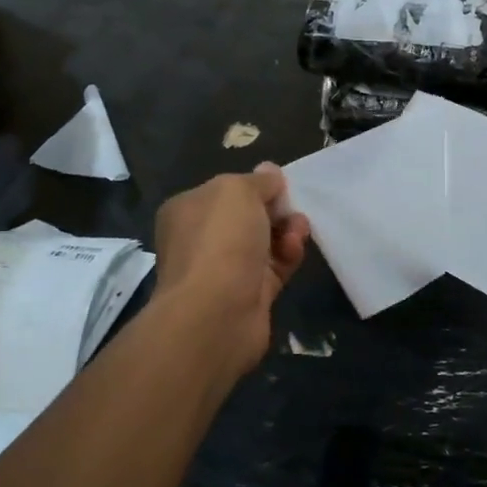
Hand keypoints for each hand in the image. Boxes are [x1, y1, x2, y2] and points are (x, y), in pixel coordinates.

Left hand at [153, 164, 311, 378]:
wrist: (216, 313)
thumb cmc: (220, 240)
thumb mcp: (238, 191)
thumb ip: (258, 181)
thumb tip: (270, 173)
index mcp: (187, 210)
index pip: (224, 190)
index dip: (254, 185)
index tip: (279, 185)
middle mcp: (201, 240)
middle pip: (246, 217)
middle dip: (274, 209)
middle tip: (293, 207)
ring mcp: (224, 270)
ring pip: (264, 243)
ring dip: (286, 231)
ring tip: (299, 229)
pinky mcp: (248, 295)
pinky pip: (274, 268)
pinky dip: (288, 256)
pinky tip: (295, 250)